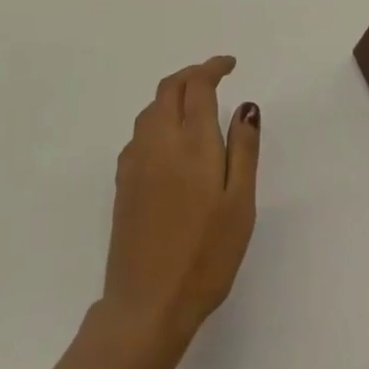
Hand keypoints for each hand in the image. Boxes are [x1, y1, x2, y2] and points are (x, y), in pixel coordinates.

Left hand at [98, 56, 260, 365]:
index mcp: (191, 142)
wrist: (147, 304)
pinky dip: (158, 119)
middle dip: (191, 74)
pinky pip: (140, 132)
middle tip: (214, 77)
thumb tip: (246, 106)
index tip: (230, 65)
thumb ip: (243, 150)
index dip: (213, 67)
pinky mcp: (123, 181)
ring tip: (195, 105)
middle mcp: (158, 140)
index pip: (197, 85)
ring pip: (151, 108)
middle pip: (169, 88)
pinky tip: (170, 142)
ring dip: (172, 95)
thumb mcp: (240, 204)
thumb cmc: (205, 256)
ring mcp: (135, 160)